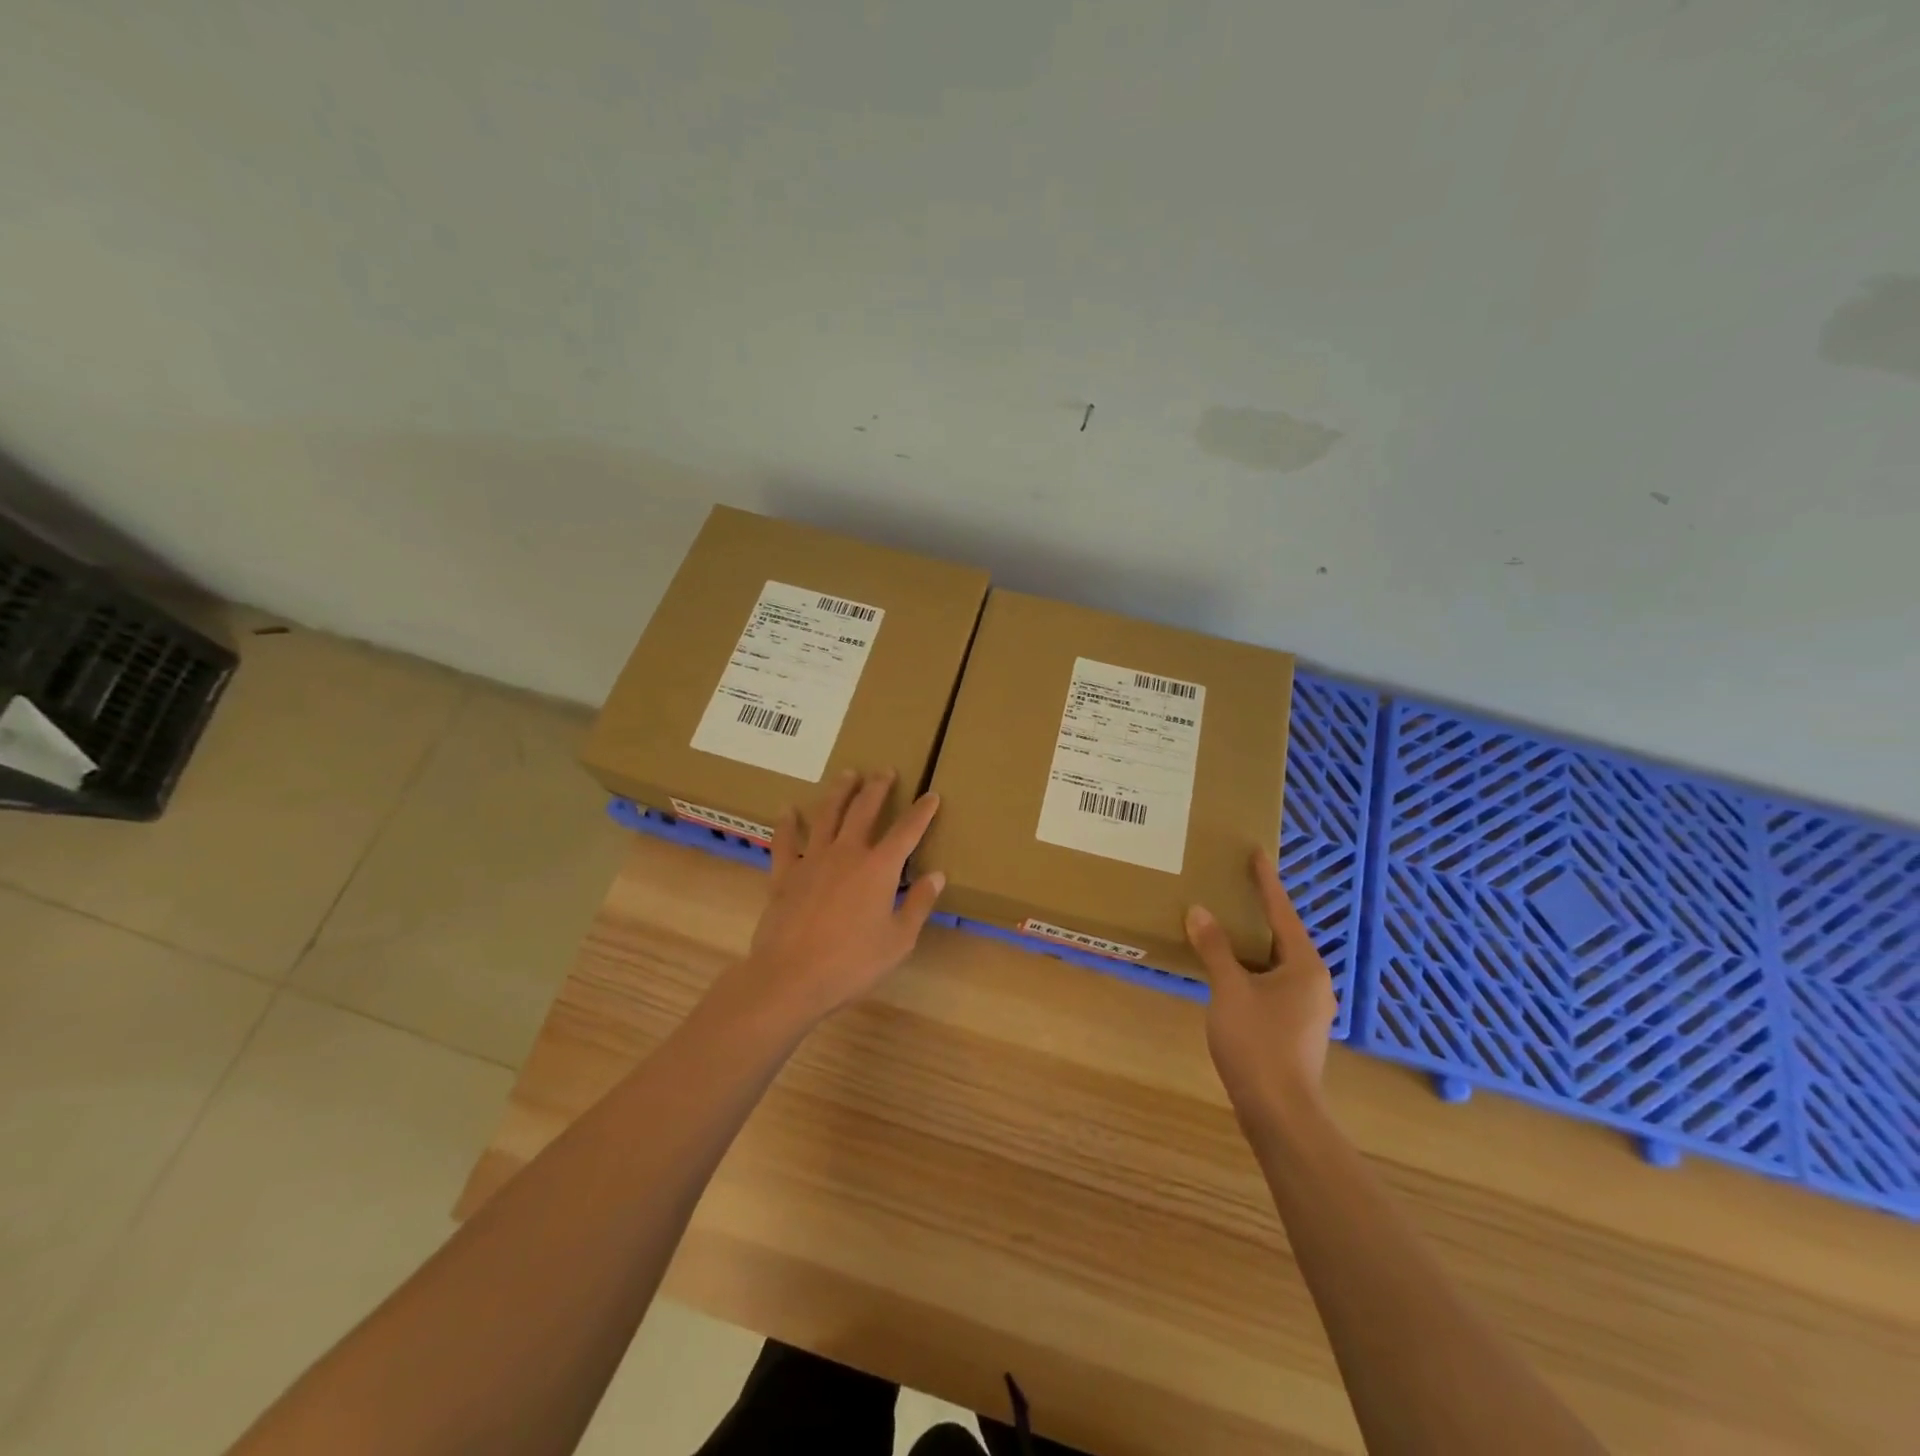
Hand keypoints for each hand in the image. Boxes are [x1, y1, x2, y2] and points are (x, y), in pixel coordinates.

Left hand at [738, 769, 944, 1024]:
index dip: (922, 811)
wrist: (790, 978)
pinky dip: (787, 824)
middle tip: (884, 770)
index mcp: (879, 868)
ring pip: (827, 815)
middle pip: (864, 810)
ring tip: (847, 774)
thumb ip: (918, 904)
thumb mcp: (898, 940)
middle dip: (877, 788)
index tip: (931, 795)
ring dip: (839, 792)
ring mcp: (812, 860)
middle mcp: (847, 853)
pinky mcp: (784, 874)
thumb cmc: (852, 963)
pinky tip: (788, 810)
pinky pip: (785, 841)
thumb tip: (936, 875)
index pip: (907, 831)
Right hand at [1185, 853, 1336, 1130]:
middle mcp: (1314, 981)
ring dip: (1252, 943)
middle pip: (1283, 936)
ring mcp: (1307, 1007)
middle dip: (1259, 912)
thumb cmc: (1258, 1044)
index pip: (1282, 912)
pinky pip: (1272, 982)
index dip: (1267, 882)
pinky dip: (1251, 968)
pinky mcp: (1295, 1027)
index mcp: (1304, 966)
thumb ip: (1215, 949)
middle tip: (1234, 885)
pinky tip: (1228, 970)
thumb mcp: (1230, 990)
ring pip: (1277, 962)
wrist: (1280, 1112)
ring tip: (1225, 924)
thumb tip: (1199, 911)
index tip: (1258, 853)